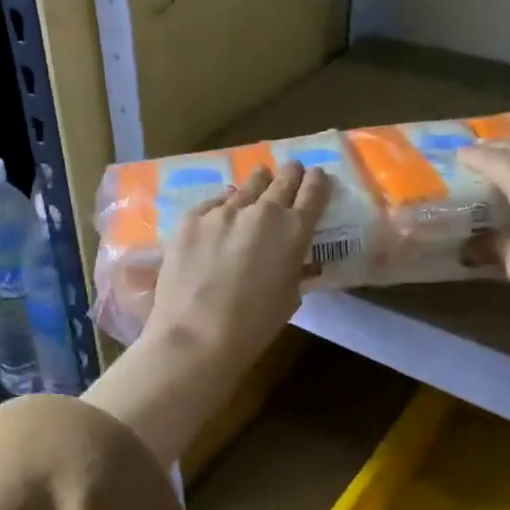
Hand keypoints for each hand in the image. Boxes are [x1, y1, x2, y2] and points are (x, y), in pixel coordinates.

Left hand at [144, 162, 329, 373]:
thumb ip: (293, 267)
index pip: (314, 191)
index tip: (316, 177)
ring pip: (246, 185)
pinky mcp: (191, 218)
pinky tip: (220, 215)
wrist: (197, 336)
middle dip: (290, 175)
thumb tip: (290, 257)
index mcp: (294, 231)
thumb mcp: (289, 297)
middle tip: (291, 173)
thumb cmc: (253, 326)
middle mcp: (262, 211)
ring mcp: (223, 211)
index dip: (317, 181)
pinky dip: (222, 206)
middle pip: (282, 178)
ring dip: (256, 185)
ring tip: (257, 184)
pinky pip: (213, 203)